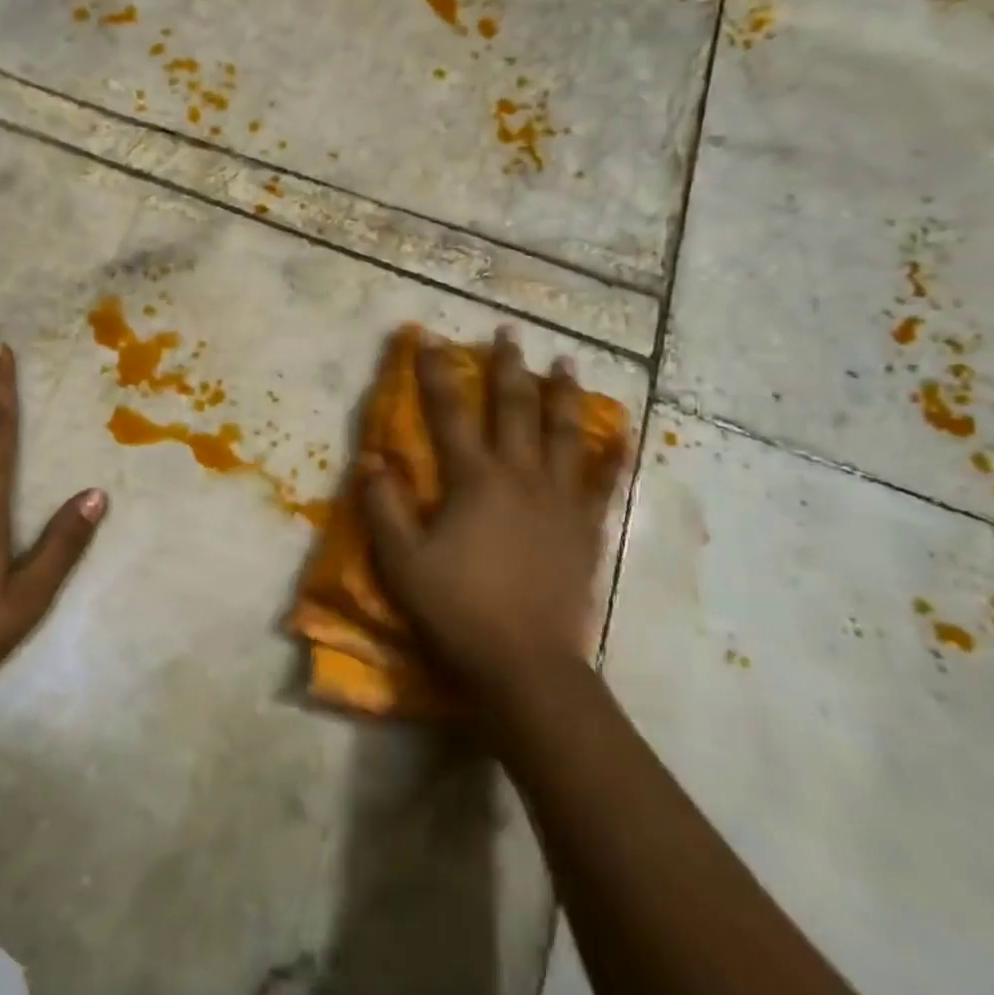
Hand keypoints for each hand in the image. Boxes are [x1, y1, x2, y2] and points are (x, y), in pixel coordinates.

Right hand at [359, 328, 625, 706]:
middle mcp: (520, 475)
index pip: (448, 412)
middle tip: (510, 330)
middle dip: (508, 366)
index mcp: (474, 479)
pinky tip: (623, 435)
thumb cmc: (457, 609)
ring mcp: (559, 500)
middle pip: (514, 408)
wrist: (526, 663)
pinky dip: (613, 456)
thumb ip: (383, 506)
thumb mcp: (401, 562)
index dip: (435, 371)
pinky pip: (603, 483)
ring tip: (566, 362)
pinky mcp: (585, 528)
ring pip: (563, 433)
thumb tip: (370, 458)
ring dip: (561, 394)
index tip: (427, 336)